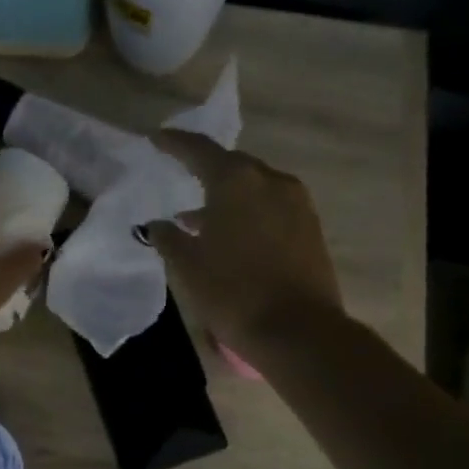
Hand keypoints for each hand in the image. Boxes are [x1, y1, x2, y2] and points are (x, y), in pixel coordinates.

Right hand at [148, 130, 343, 350]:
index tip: (157, 139)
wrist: (298, 330)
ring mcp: (297, 203)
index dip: (175, 143)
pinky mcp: (311, 227)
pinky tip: (233, 234)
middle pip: (232, 165)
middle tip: (182, 176)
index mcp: (236, 180)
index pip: (199, 150)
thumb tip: (161, 224)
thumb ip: (169, 237)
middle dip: (206, 169)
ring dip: (229, 195)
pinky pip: (272, 206)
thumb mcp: (187, 265)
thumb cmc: (233, 291)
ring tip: (202, 216)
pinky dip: (250, 211)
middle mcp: (270, 181)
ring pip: (255, 187)